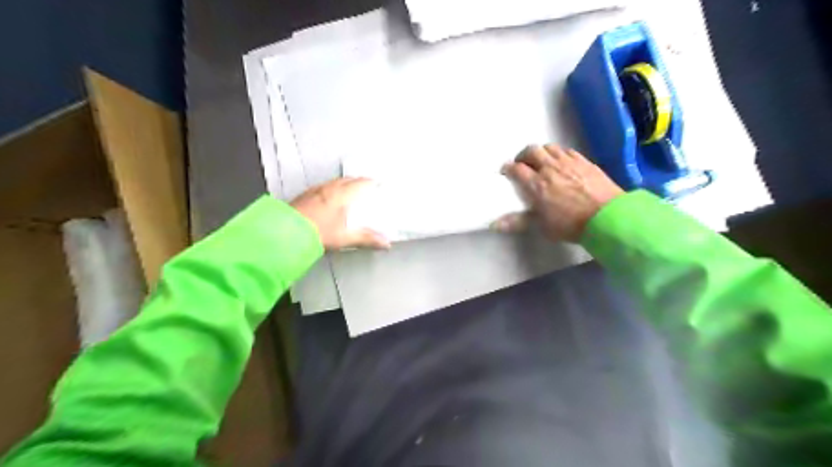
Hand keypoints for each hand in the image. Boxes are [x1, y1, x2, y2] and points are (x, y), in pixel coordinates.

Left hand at [290, 177, 391, 250]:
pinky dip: (332, 190)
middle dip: (359, 183)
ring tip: (351, 194)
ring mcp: (316, 189)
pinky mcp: (306, 194)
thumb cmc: (318, 232)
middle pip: (349, 180)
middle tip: (367, 190)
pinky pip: (324, 187)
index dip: (372, 183)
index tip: (380, 186)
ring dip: (345, 185)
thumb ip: (367, 239)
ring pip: (335, 182)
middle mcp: (330, 187)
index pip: (363, 183)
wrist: (286, 232)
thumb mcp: (345, 238)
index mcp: (343, 193)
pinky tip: (330, 200)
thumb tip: (387, 243)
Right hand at [497, 144, 619, 242]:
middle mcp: (550, 168)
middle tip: (523, 164)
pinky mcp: (584, 161)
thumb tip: (495, 224)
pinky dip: (559, 153)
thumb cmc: (571, 225)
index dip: (508, 168)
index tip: (506, 171)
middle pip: (531, 151)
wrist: (607, 217)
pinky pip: (566, 150)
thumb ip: (518, 222)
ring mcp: (568, 162)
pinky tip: (562, 162)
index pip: (517, 169)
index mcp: (536, 184)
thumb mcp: (542, 226)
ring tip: (542, 161)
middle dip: (523, 155)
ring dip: (541, 152)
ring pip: (549, 147)